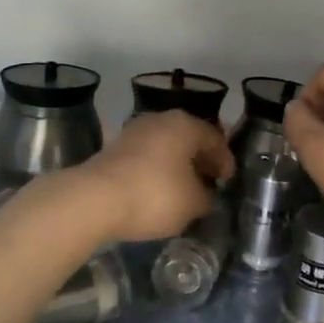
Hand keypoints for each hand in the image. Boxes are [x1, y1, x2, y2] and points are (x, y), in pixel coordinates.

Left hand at [74, 111, 232, 241]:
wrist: (95, 199)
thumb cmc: (154, 195)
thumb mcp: (193, 203)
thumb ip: (206, 196)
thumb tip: (204, 194)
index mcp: (185, 125)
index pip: (215, 138)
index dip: (225, 160)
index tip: (228, 179)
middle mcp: (160, 120)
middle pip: (189, 137)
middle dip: (200, 159)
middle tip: (210, 181)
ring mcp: (134, 131)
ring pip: (166, 145)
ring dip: (177, 164)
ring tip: (184, 188)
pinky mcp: (114, 147)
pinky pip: (146, 156)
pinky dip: (157, 169)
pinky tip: (158, 189)